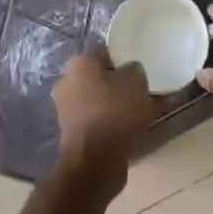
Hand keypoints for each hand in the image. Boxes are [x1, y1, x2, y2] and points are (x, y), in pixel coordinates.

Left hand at [53, 50, 155, 180]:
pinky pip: (100, 122)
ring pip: (101, 101)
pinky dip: (114, 124)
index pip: (106, 53)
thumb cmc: (115, 111)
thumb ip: (135, 69)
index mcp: (79, 63)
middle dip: (122, 85)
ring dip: (119, 106)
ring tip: (144, 113)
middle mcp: (68, 82)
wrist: (95, 160)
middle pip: (102, 78)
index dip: (126, 60)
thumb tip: (131, 71)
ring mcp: (68, 110)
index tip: (143, 70)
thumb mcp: (136, 80)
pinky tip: (133, 130)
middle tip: (144, 92)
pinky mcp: (74, 134)